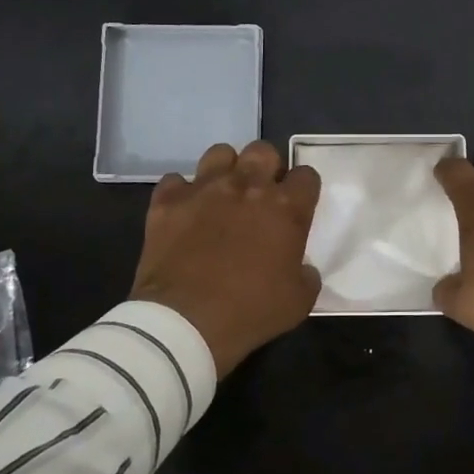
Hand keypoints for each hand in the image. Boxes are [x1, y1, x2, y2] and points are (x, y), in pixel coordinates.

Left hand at [130, 141, 322, 378]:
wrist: (185, 322)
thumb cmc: (250, 312)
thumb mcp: (299, 302)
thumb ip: (306, 275)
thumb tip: (301, 267)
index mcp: (286, 208)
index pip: (306, 175)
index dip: (303, 189)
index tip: (297, 207)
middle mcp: (247, 187)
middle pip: (263, 151)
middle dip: (266, 168)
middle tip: (260, 195)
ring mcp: (204, 189)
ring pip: (220, 153)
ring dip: (226, 170)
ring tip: (222, 195)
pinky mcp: (167, 201)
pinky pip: (175, 181)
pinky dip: (181, 193)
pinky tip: (184, 212)